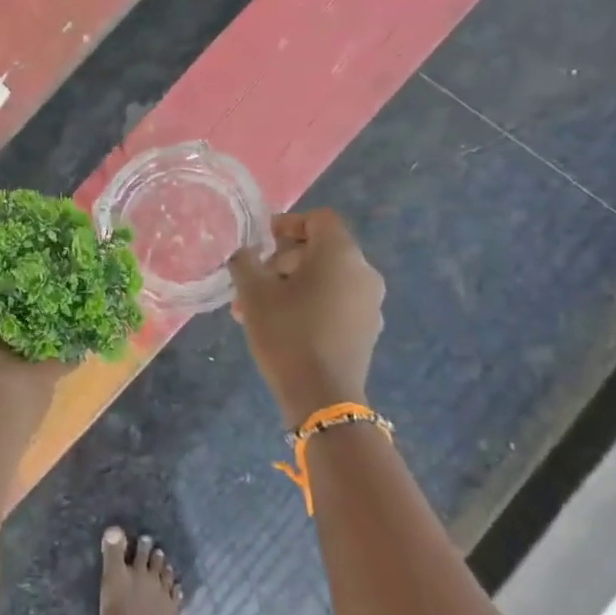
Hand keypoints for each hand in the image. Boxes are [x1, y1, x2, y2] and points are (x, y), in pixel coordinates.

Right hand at [228, 210, 384, 425]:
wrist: (322, 395)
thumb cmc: (287, 333)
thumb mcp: (253, 293)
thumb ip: (245, 262)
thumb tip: (245, 253)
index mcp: (340, 254)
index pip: (319, 219)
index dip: (288, 223)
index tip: (261, 241)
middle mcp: (363, 272)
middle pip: (320, 250)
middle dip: (281, 262)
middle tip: (251, 284)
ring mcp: (370, 303)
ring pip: (326, 279)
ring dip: (292, 285)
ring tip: (257, 310)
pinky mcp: (367, 329)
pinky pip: (336, 302)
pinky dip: (310, 303)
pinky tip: (283, 326)